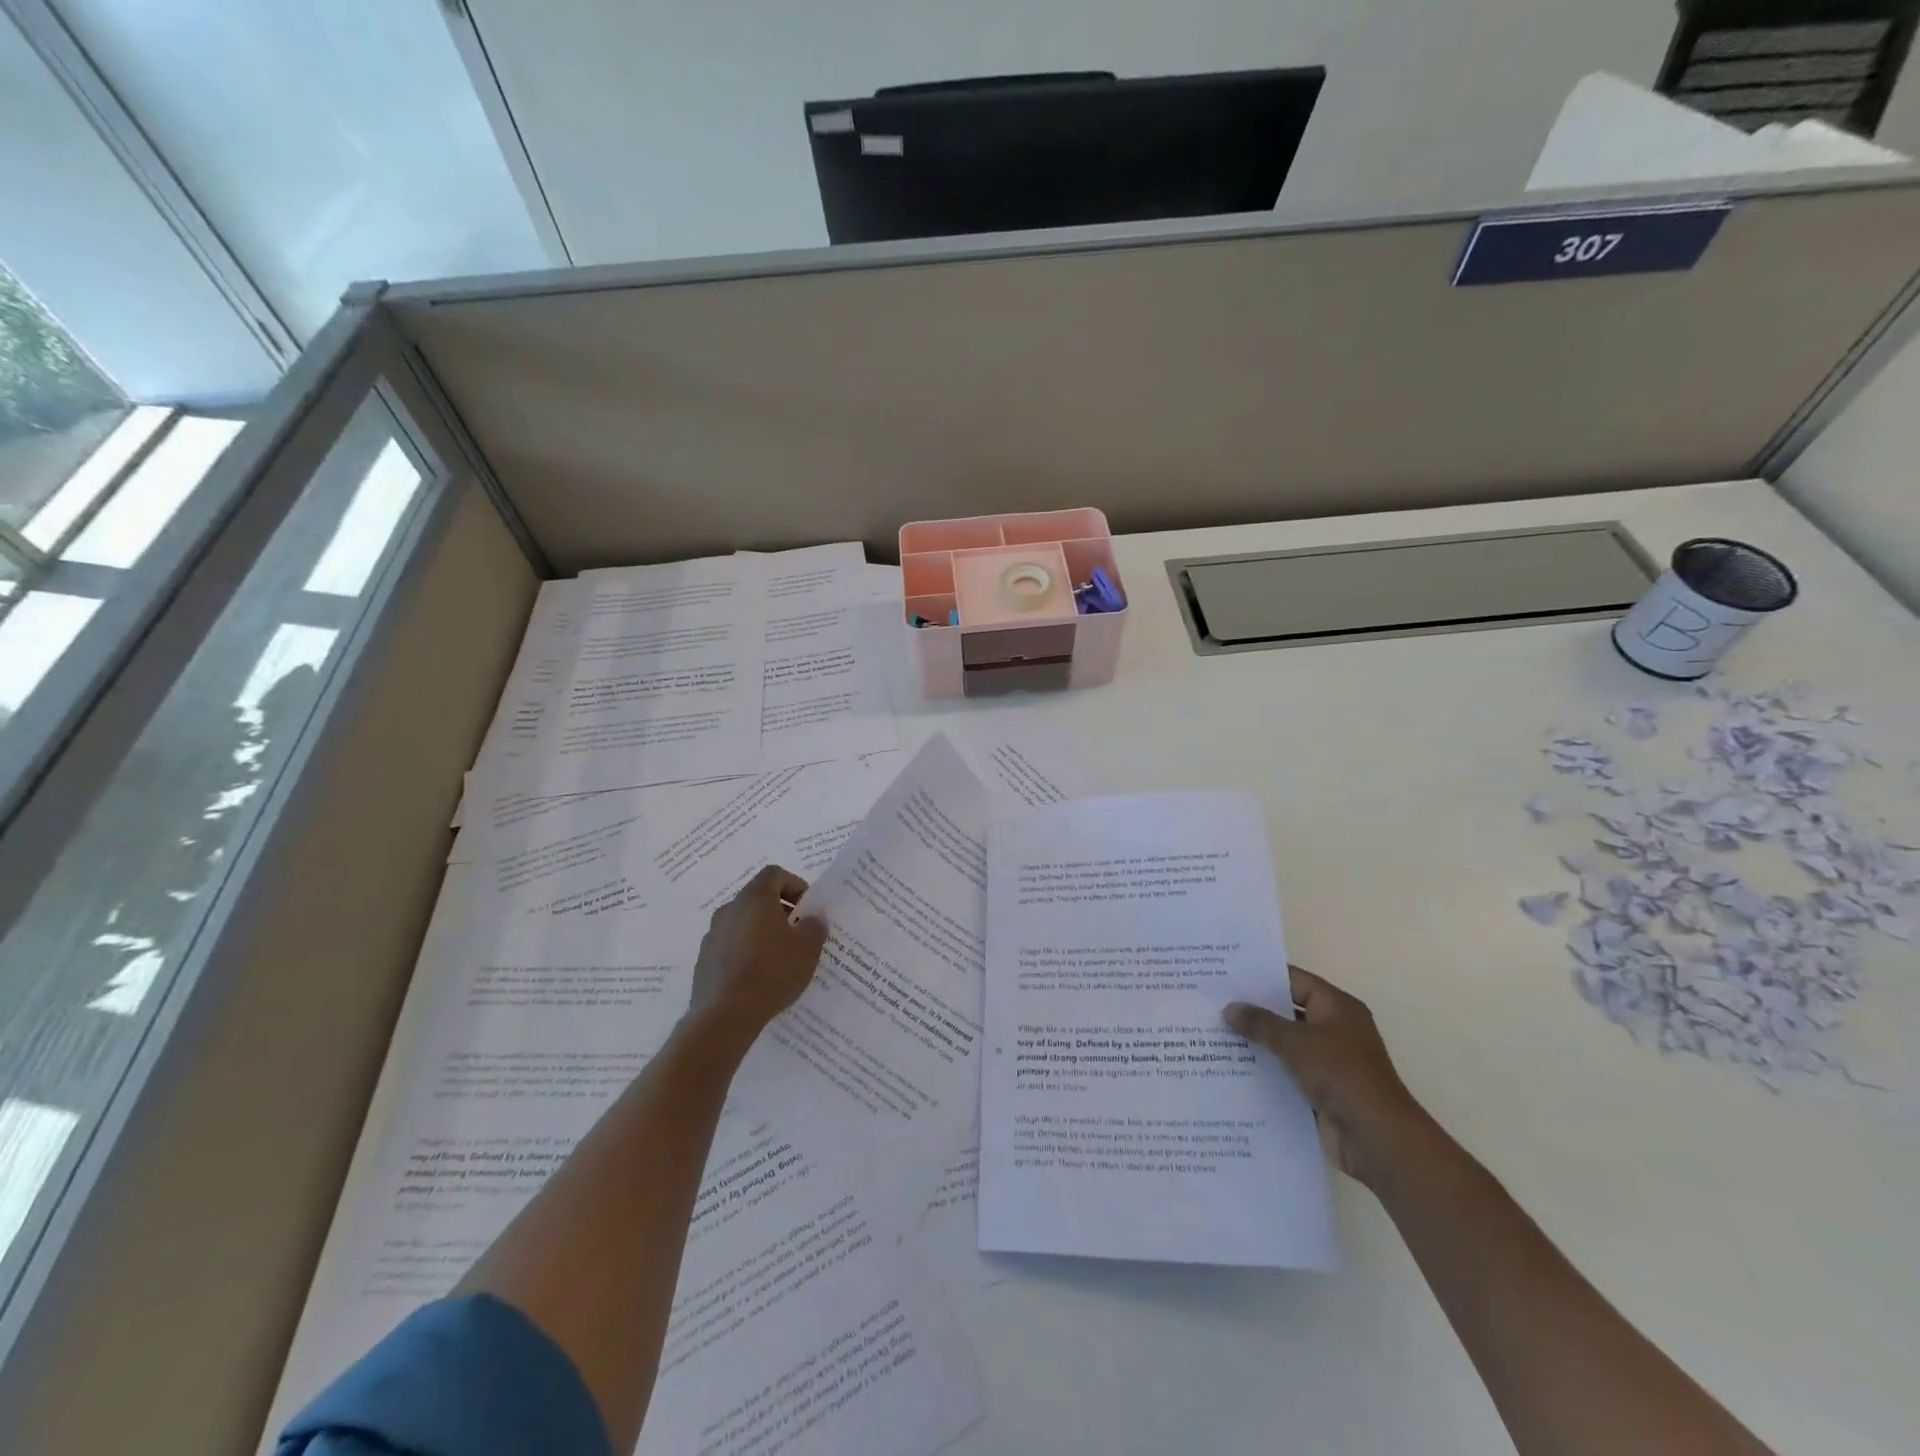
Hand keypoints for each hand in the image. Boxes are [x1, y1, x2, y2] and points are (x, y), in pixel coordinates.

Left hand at [689, 866, 828, 1040]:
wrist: (725, 1014)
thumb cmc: (772, 971)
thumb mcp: (807, 948)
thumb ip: (814, 927)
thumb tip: (812, 919)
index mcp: (755, 898)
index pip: (775, 874)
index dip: (795, 885)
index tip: (807, 908)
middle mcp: (729, 909)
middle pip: (757, 898)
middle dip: (780, 910)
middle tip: (797, 932)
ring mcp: (713, 935)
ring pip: (742, 922)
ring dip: (761, 932)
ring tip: (779, 957)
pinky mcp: (704, 960)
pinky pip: (730, 945)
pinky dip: (745, 951)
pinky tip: (758, 976)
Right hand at [1223, 966, 1426, 1189]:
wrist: (1378, 1139)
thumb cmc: (1342, 1076)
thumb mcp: (1297, 1042)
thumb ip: (1261, 1023)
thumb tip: (1230, 1008)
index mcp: (1337, 1008)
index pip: (1293, 980)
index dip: (1261, 976)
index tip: (1225, 974)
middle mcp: (1334, 1029)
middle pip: (1287, 1011)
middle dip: (1253, 1009)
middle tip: (1213, 1002)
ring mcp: (1328, 1061)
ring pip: (1284, 1044)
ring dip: (1256, 1042)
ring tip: (1214, 1033)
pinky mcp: (1321, 1090)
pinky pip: (1286, 1072)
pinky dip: (1265, 1069)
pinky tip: (1231, 1067)